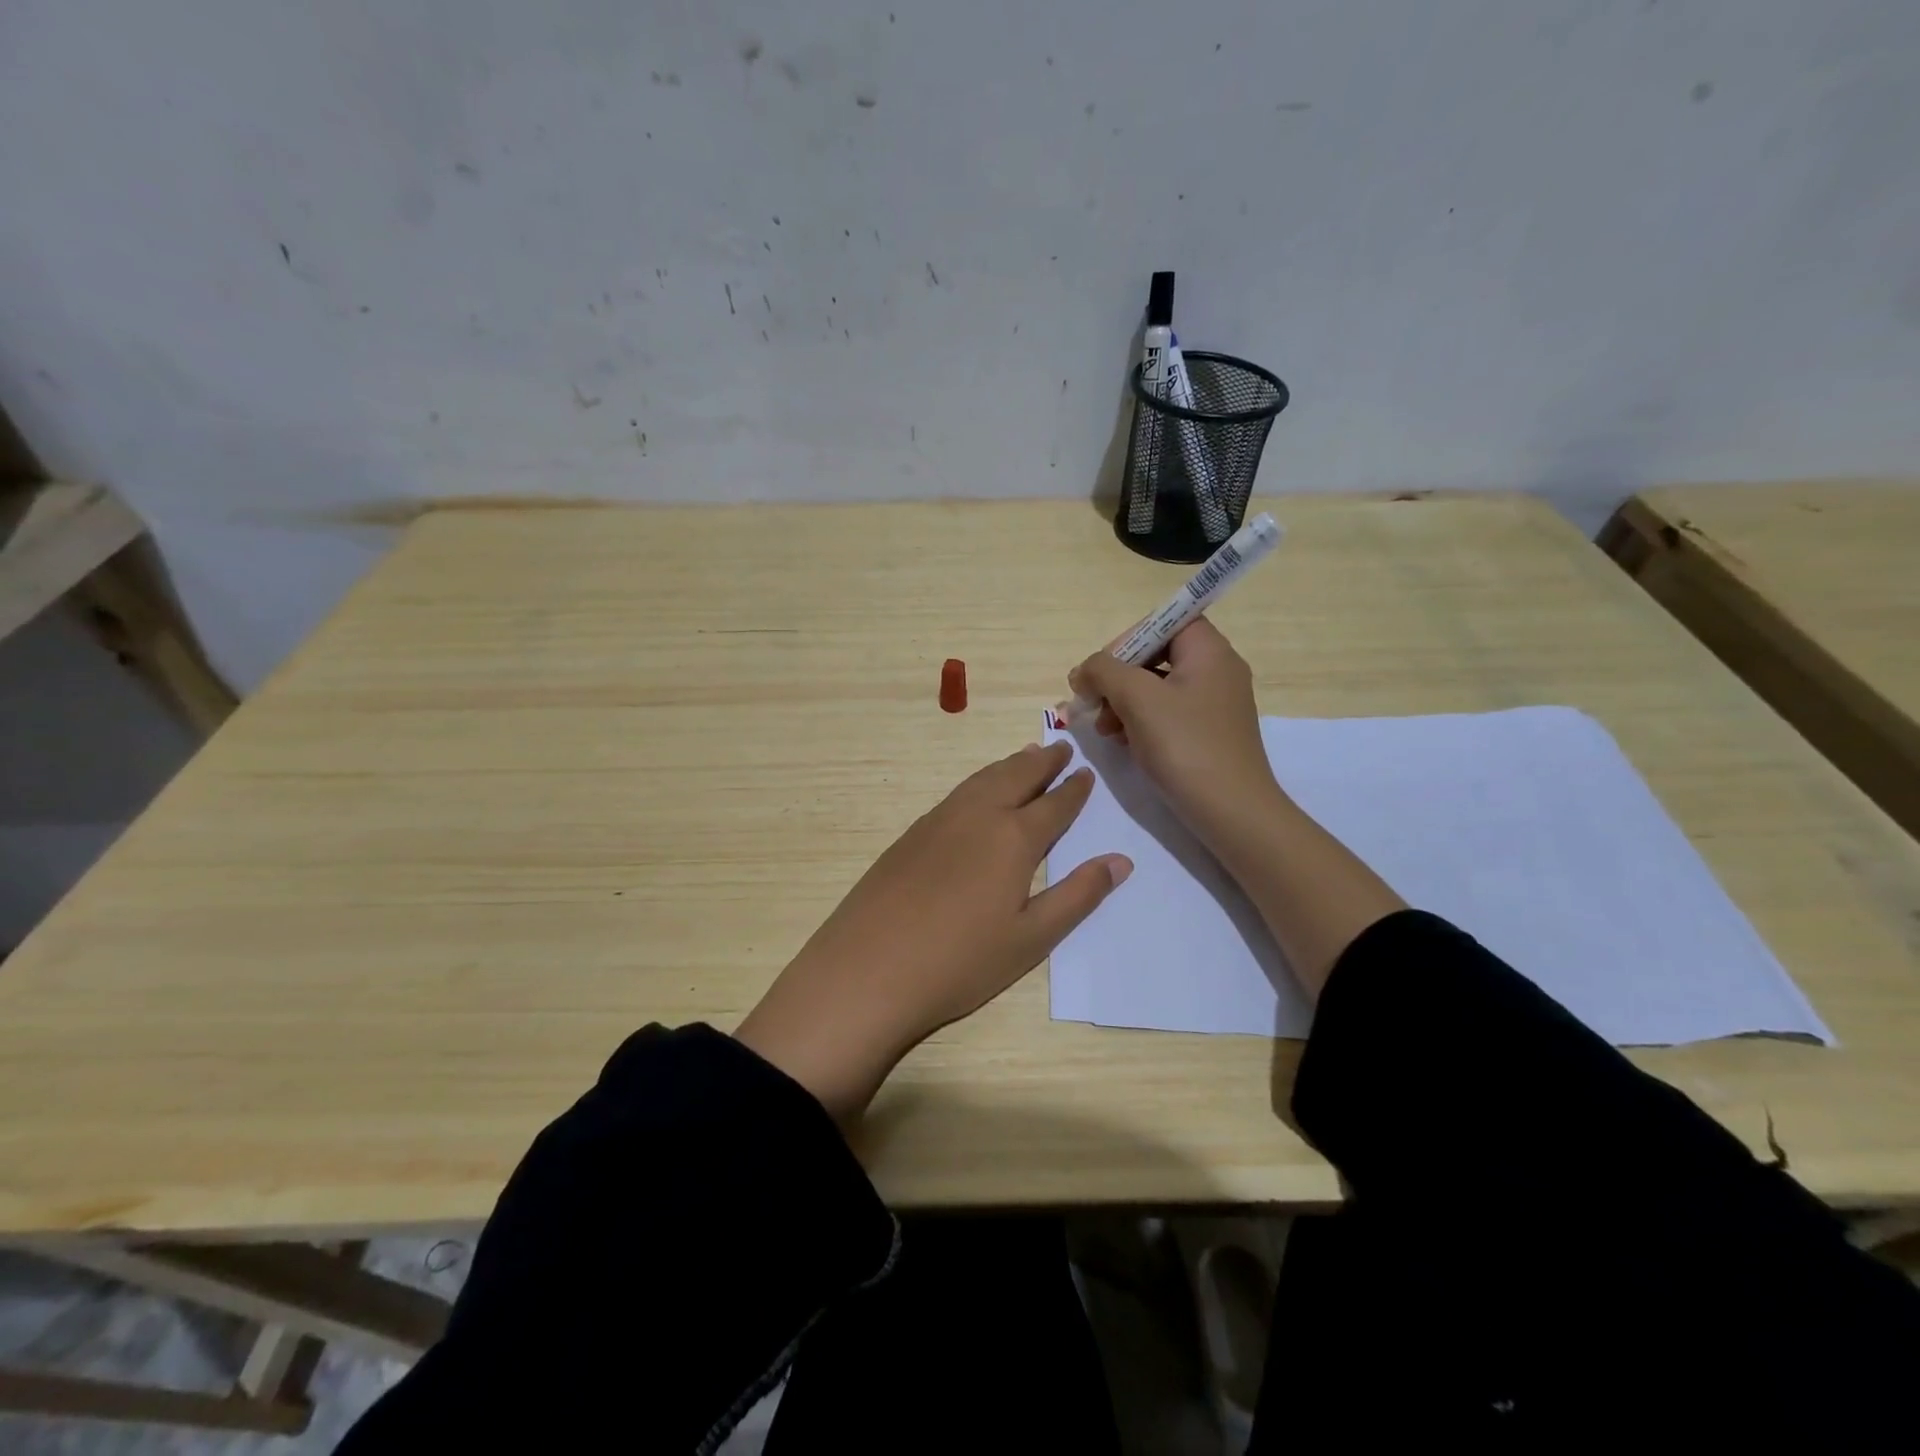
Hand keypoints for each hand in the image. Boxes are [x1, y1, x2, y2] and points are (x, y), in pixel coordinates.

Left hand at [735, 742, 1131, 1121]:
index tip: (1086, 773)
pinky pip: (957, 793)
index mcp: (1013, 839)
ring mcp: (938, 821)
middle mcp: (977, 816)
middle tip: (1060, 748)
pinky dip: (979, 782)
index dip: (1074, 790)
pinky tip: (977, 792)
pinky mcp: (911, 834)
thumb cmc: (961, 962)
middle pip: (1016, 777)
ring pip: (982, 780)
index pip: (1053, 805)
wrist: (868, 969)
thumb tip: (1121, 861)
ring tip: (1025, 756)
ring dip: (1009, 765)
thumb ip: (1078, 896)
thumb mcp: (1031, 938)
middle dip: (1042, 762)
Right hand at [1068, 617, 1282, 848]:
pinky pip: (1166, 714)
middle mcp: (1216, 671)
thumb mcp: (1137, 698)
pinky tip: (1122, 743)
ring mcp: (1214, 705)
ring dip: (1122, 702)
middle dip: (1118, 677)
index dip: (1129, 638)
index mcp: (1209, 651)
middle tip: (1093, 702)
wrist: (1231, 812)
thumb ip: (1104, 671)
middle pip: (1156, 655)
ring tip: (1103, 729)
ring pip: (1157, 687)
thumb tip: (1084, 670)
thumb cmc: (1185, 745)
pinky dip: (1140, 722)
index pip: (1165, 621)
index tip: (1103, 669)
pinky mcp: (1207, 734)